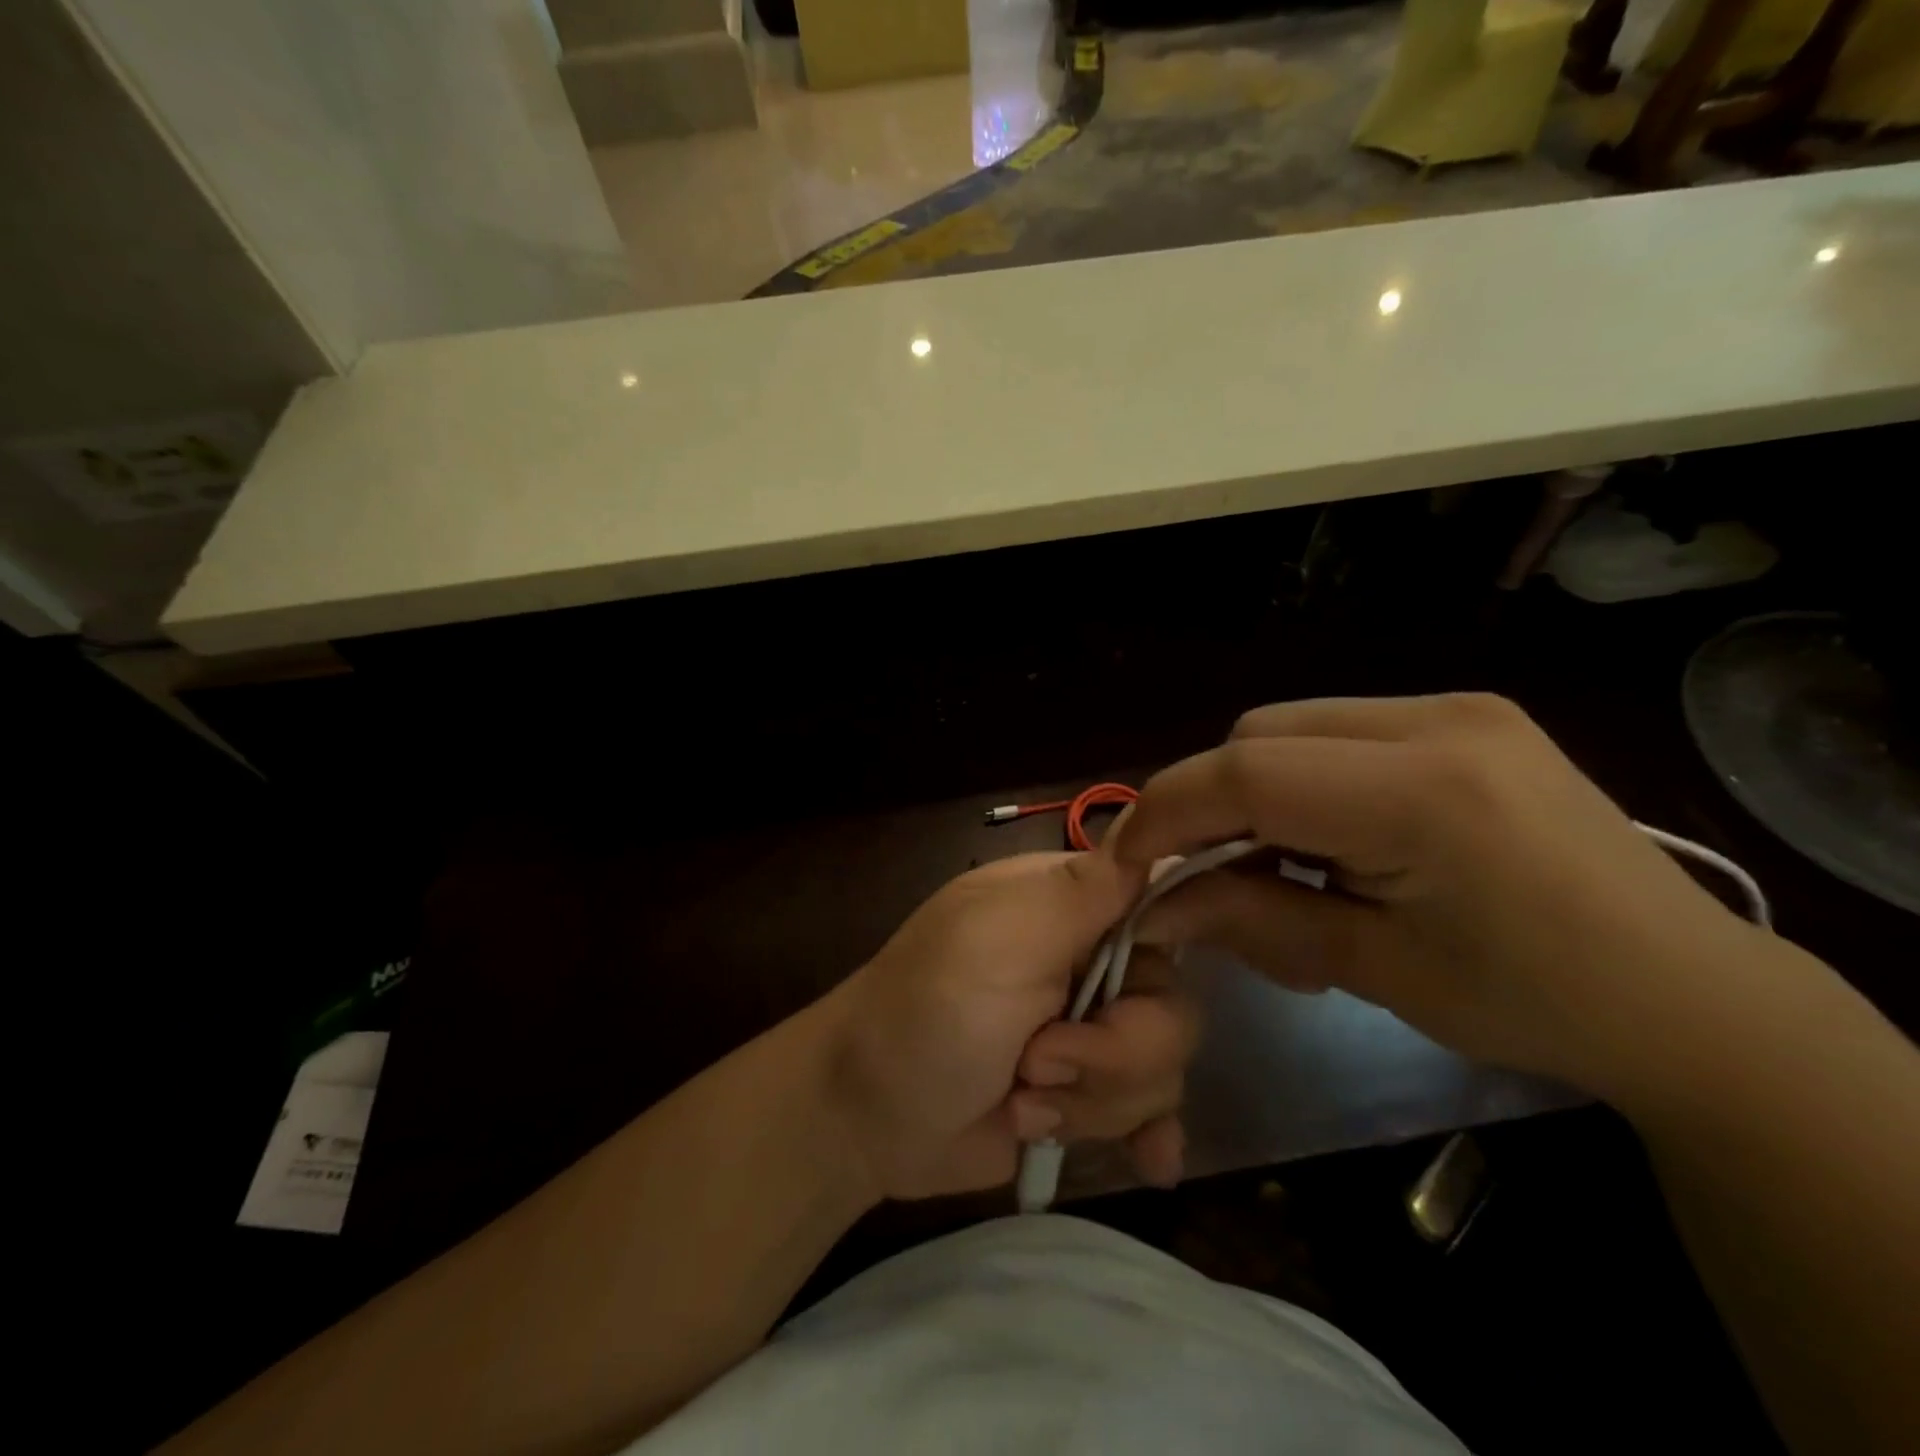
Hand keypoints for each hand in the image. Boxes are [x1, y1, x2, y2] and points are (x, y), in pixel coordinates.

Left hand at [823, 850, 1200, 1200]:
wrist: (866, 1115)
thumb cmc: (927, 1009)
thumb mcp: (1000, 937)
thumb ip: (1080, 893)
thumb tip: (1149, 830)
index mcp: (1068, 906)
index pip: (1160, 899)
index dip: (1172, 940)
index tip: (1134, 983)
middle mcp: (1088, 961)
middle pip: (1169, 1003)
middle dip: (1113, 1052)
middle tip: (1036, 1063)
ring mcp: (1088, 1033)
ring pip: (1159, 1067)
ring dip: (1091, 1099)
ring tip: (1020, 1102)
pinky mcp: (1085, 1094)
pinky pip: (1149, 1112)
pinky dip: (1144, 1133)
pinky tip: (1149, 1161)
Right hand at [1114, 694, 1767, 1104]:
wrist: (1688, 995)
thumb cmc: (1532, 1003)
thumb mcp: (1372, 968)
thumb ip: (1249, 918)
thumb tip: (1151, 905)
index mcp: (1424, 792)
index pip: (1249, 773)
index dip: (1167, 810)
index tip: (1124, 860)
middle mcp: (1438, 721)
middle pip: (1259, 736)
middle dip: (1209, 802)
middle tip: (1201, 874)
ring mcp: (1456, 707)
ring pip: (1290, 727)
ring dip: (1252, 791)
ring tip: (1273, 864)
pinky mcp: (1464, 715)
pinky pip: (1336, 731)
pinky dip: (1300, 780)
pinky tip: (1326, 838)